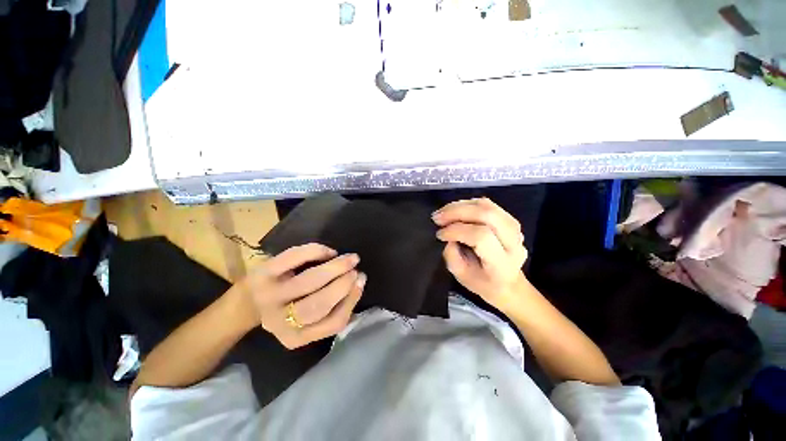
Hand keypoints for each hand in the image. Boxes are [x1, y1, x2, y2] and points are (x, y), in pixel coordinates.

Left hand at [239, 243, 365, 348]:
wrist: (247, 302)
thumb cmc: (288, 309)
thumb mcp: (308, 321)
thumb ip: (333, 309)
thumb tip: (358, 283)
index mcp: (296, 337)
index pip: (334, 322)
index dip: (352, 299)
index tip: (361, 282)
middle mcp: (280, 321)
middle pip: (320, 304)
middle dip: (344, 283)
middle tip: (356, 269)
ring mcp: (270, 295)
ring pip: (309, 281)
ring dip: (335, 267)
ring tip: (350, 259)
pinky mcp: (263, 272)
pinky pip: (294, 258)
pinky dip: (316, 251)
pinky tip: (328, 252)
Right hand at [433, 198, 527, 311]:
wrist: (509, 284)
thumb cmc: (483, 283)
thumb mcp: (462, 277)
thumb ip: (452, 256)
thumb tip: (447, 235)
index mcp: (502, 263)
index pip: (481, 237)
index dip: (457, 231)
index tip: (440, 235)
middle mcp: (513, 242)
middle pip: (487, 215)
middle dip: (457, 212)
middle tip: (437, 217)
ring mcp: (515, 229)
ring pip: (487, 206)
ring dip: (461, 205)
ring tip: (443, 212)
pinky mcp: (510, 220)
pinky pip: (488, 204)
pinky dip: (468, 204)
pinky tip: (455, 210)